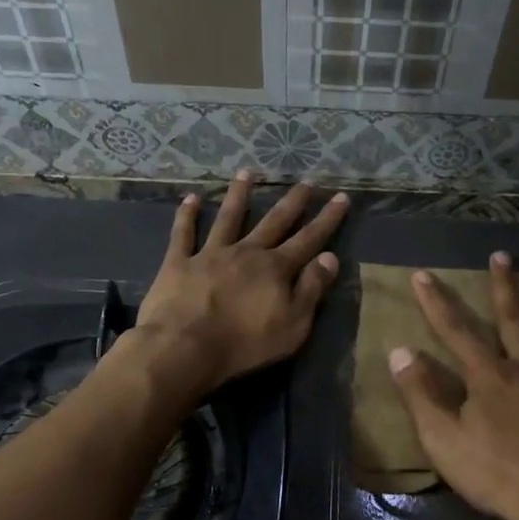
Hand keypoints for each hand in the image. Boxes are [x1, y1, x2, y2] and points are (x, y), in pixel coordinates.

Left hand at [134, 171, 348, 396]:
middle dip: (292, 201)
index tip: (340, 197)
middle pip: (273, 222)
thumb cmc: (245, 343)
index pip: (308, 239)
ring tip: (247, 172)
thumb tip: (329, 257)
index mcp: (275, 269)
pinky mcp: (179, 263)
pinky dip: (186, 215)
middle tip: (305, 181)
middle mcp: (246, 252)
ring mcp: (210, 254)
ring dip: (239, 194)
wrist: (185, 347)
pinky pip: (183, 234)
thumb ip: (311, 289)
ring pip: (228, 218)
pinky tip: (191, 199)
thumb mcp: (293, 325)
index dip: (326, 219)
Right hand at [388, 253, 518, 519]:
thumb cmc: (498, 475)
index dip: (436, 303)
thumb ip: (420, 394)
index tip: (423, 274)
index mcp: (490, 376)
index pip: (456, 331)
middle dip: (505, 287)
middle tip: (503, 255)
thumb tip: (399, 351)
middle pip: (516, 321)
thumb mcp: (444, 440)